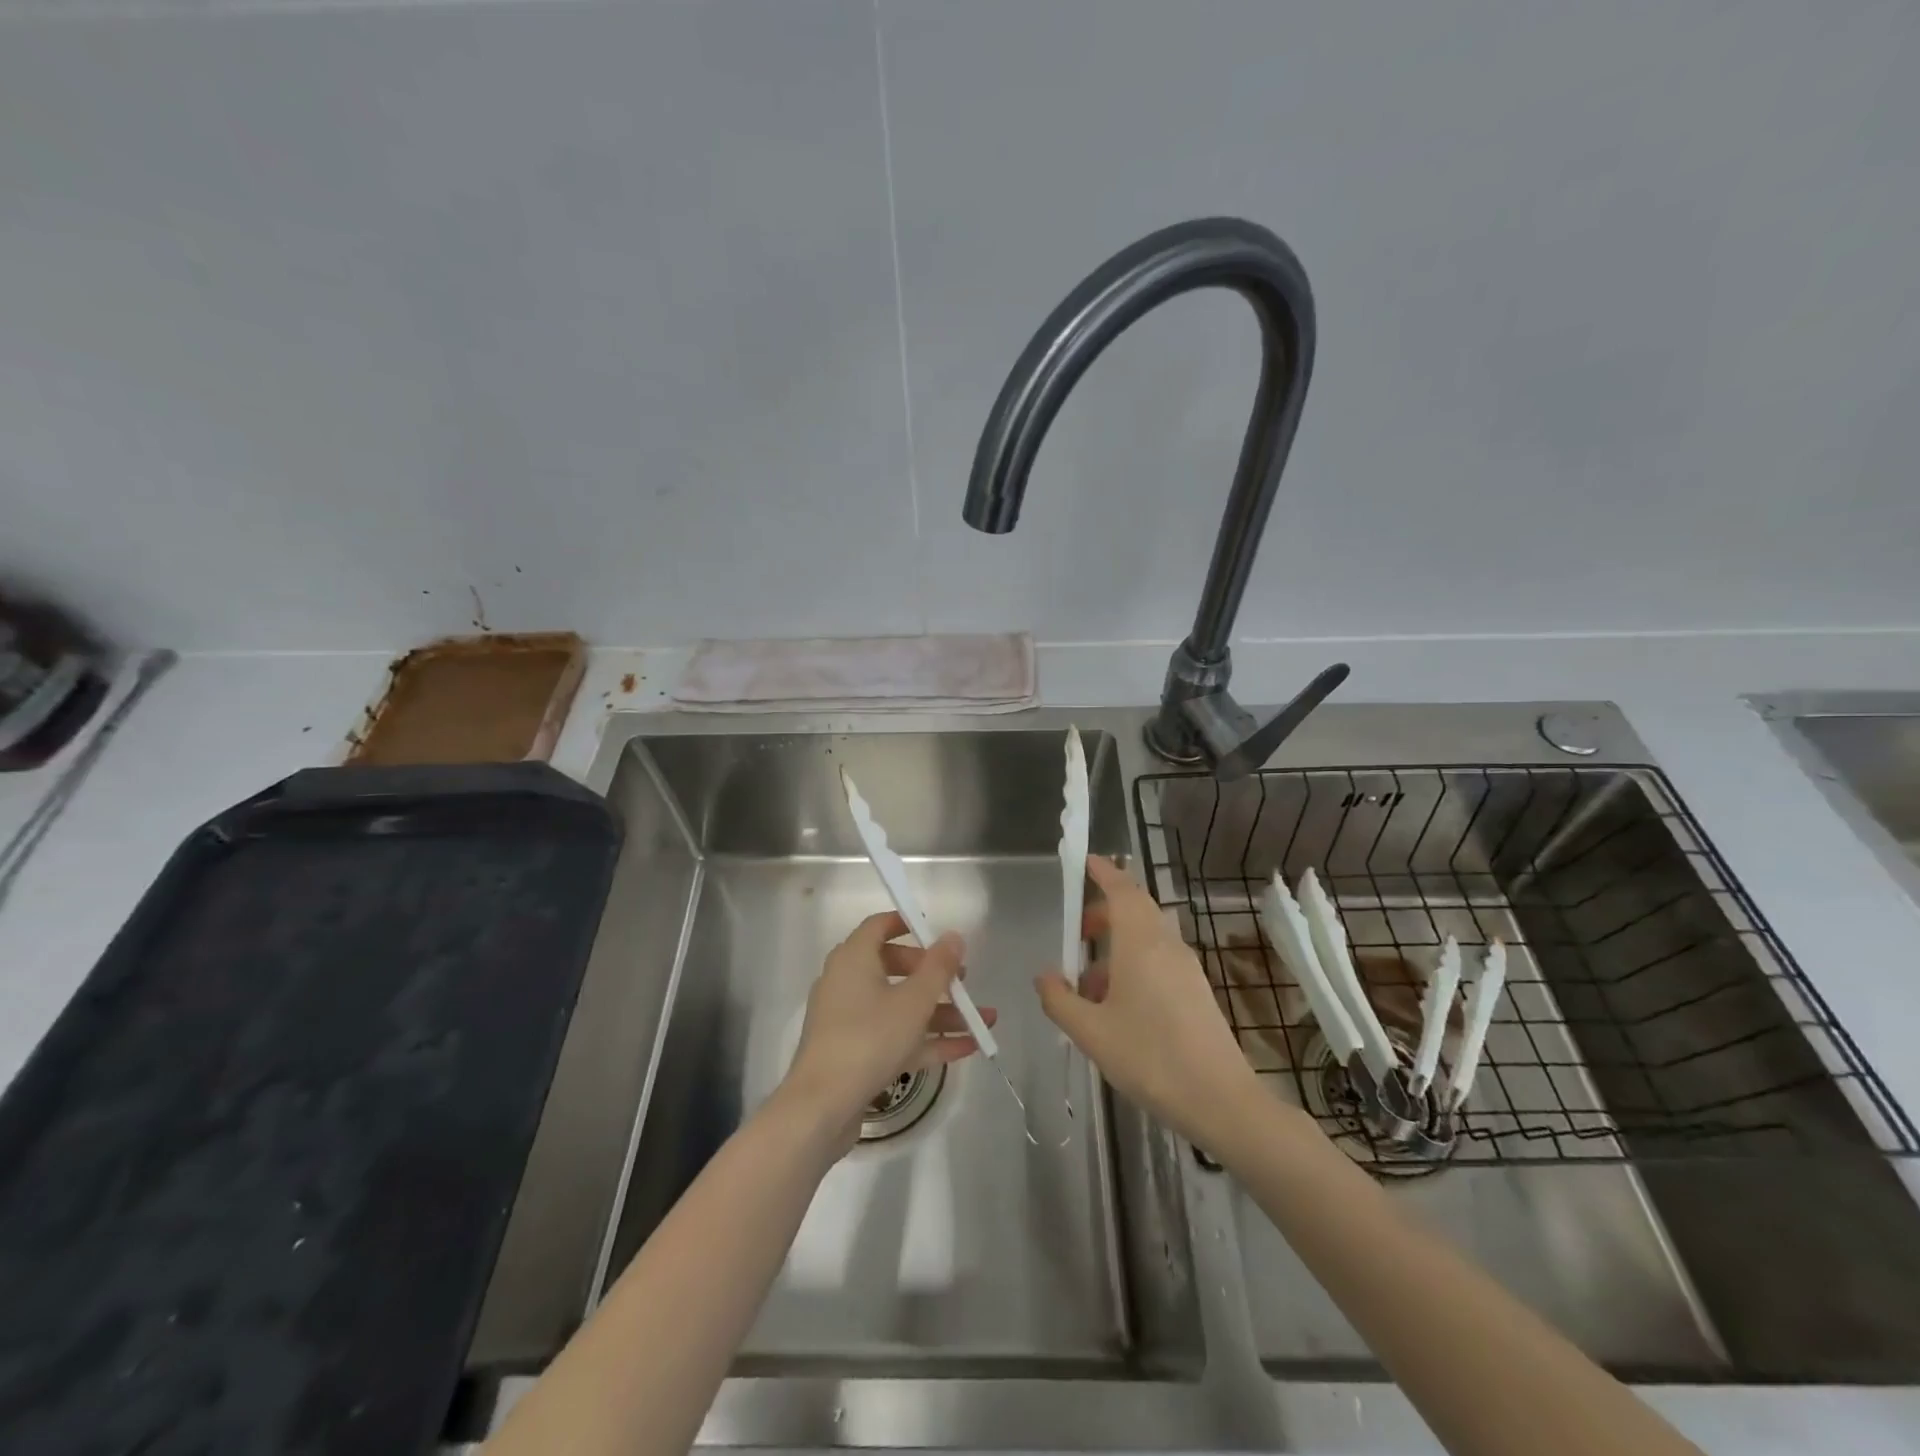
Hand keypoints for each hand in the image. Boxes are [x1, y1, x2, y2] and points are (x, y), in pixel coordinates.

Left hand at [782, 911, 996, 1139]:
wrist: (821, 1107)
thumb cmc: (869, 1039)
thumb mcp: (913, 1001)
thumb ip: (938, 967)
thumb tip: (953, 936)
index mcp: (853, 959)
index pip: (879, 926)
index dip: (908, 924)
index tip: (938, 933)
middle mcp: (847, 982)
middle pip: (895, 967)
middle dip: (934, 975)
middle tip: (963, 982)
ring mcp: (850, 1020)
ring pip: (900, 1006)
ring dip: (940, 1012)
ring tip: (982, 1020)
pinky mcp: (855, 1053)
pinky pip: (895, 1036)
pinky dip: (926, 1040)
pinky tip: (967, 1047)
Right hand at [1036, 855, 1260, 1148]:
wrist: (1220, 1100)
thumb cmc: (1149, 1058)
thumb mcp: (1091, 1032)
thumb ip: (1060, 1000)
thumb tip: (1044, 975)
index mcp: (1141, 944)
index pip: (1122, 890)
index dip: (1103, 872)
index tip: (1085, 861)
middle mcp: (1166, 945)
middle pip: (1136, 910)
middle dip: (1105, 912)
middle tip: (1077, 931)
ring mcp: (1186, 967)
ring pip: (1147, 937)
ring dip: (1117, 945)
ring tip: (1089, 983)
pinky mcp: (1196, 990)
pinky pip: (1159, 959)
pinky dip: (1134, 964)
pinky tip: (1119, 1005)